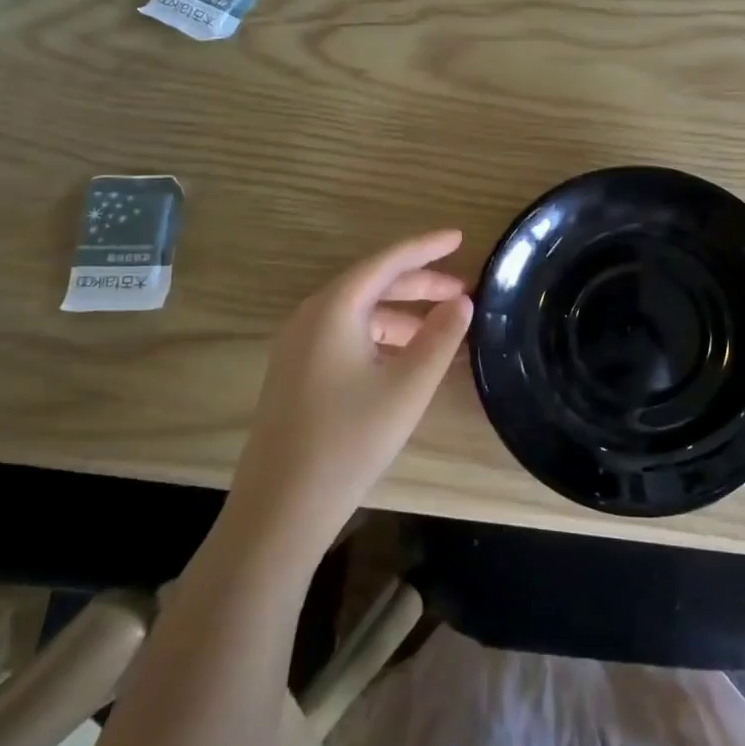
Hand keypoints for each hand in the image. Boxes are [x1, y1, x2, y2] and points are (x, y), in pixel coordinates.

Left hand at [229, 230, 472, 548]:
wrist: (280, 508)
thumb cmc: (350, 439)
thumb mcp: (408, 386)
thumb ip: (441, 337)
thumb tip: (462, 302)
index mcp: (334, 309)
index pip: (387, 262)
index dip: (426, 247)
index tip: (460, 237)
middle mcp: (311, 316)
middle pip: (373, 284)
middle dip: (420, 285)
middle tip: (464, 292)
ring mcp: (299, 345)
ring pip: (361, 313)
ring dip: (404, 315)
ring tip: (445, 332)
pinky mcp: (298, 372)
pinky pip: (348, 337)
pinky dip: (384, 338)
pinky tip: (410, 360)